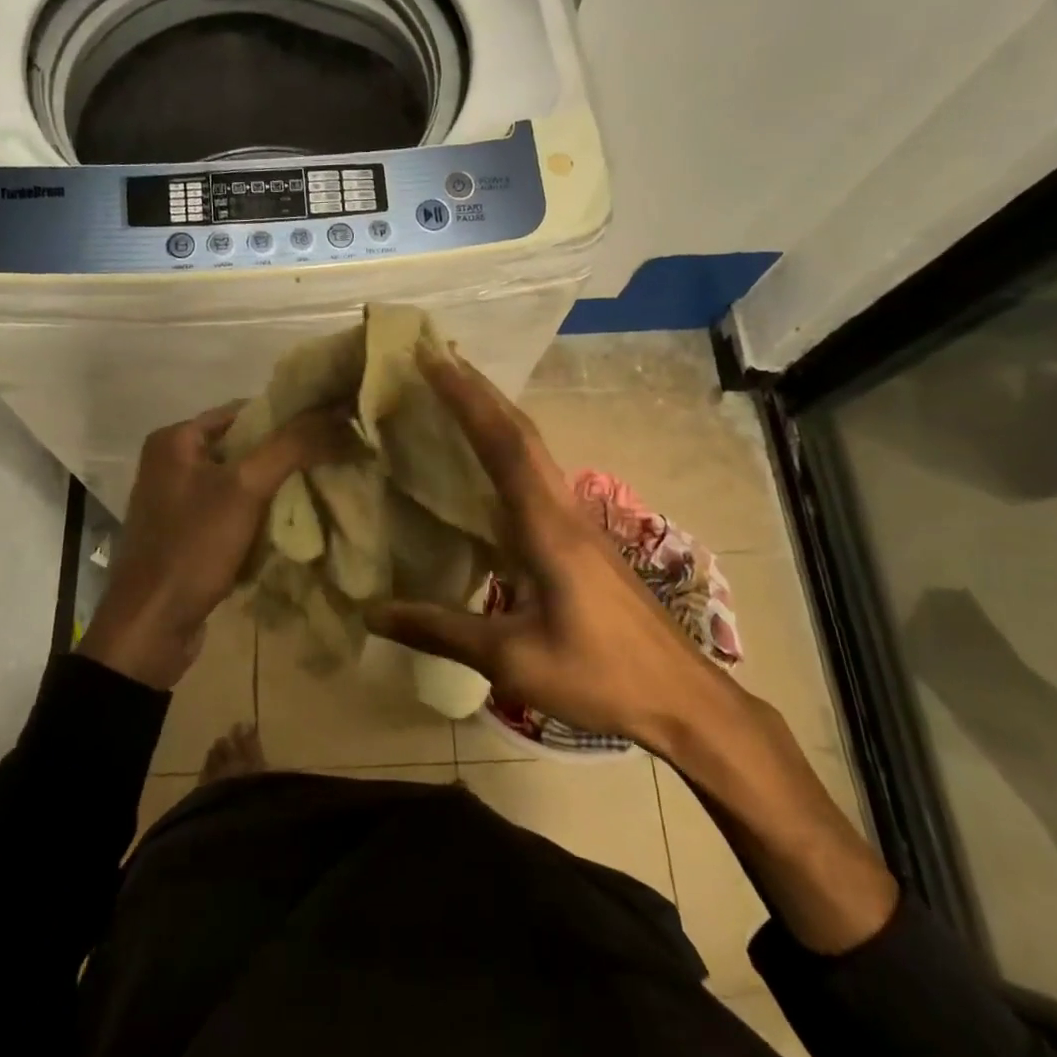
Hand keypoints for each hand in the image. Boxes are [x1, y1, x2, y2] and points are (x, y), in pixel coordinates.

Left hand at [80, 401, 340, 690]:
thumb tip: (338, 414)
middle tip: (331, 461)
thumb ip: (291, 447)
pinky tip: (288, 525)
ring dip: (274, 488)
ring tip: (319, 490)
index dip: (287, 418)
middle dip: (284, 456)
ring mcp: (176, 501)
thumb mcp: (245, 489)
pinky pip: (230, 512)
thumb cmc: (192, 547)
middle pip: (242, 447)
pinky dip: (258, 516)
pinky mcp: (185, 535)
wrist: (150, 629)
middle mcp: (170, 463)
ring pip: (239, 482)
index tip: (329, 430)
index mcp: (174, 440)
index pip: (244, 411)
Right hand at [372, 348, 901, 955]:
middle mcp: (563, 510)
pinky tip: (489, 460)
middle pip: (521, 433)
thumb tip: (371, 612)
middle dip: (480, 390)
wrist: (684, 700)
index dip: (467, 398)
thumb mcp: (513, 660)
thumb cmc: (601, 676)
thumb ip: (441, 631)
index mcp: (547, 527)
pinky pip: (538, 474)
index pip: (503, 445)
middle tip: (438, 356)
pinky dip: (508, 448)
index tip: (432, 358)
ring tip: (457, 391)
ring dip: (496, 413)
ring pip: (534, 449)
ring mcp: (578, 522)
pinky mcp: (582, 539)